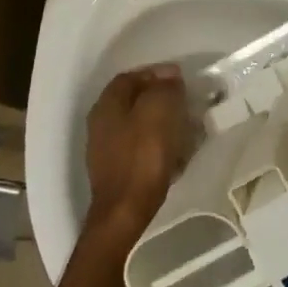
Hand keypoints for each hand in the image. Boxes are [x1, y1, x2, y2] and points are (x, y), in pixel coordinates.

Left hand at [84, 65, 192, 242]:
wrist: (125, 213)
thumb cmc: (142, 155)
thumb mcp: (159, 109)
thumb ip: (165, 87)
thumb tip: (169, 76)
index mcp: (107, 104)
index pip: (131, 76)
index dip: (156, 73)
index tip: (181, 80)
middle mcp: (101, 123)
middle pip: (134, 100)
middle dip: (161, 99)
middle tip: (185, 103)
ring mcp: (106, 149)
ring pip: (139, 125)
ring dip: (162, 123)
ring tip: (186, 128)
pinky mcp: (117, 172)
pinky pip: (140, 148)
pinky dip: (158, 145)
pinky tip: (175, 154)